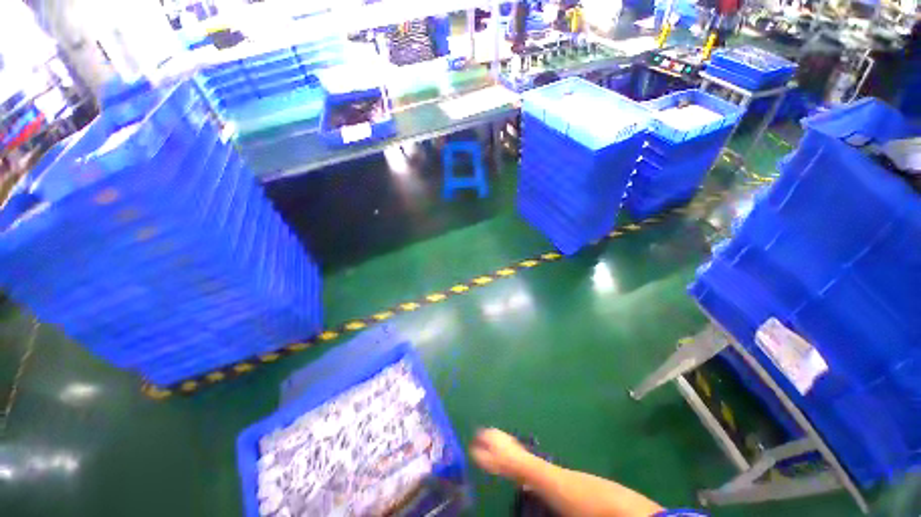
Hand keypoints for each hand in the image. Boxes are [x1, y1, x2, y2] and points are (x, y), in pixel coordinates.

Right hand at [470, 428, 535, 480]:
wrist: (524, 465)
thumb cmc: (503, 463)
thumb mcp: (487, 461)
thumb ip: (477, 454)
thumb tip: (471, 449)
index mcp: (490, 434)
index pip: (479, 433)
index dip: (475, 440)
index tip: (472, 447)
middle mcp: (497, 431)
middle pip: (487, 433)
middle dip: (483, 439)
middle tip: (480, 449)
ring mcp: (505, 435)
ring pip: (494, 436)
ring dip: (490, 442)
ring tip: (488, 452)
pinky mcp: (512, 441)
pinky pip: (501, 440)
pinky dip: (497, 445)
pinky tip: (499, 454)